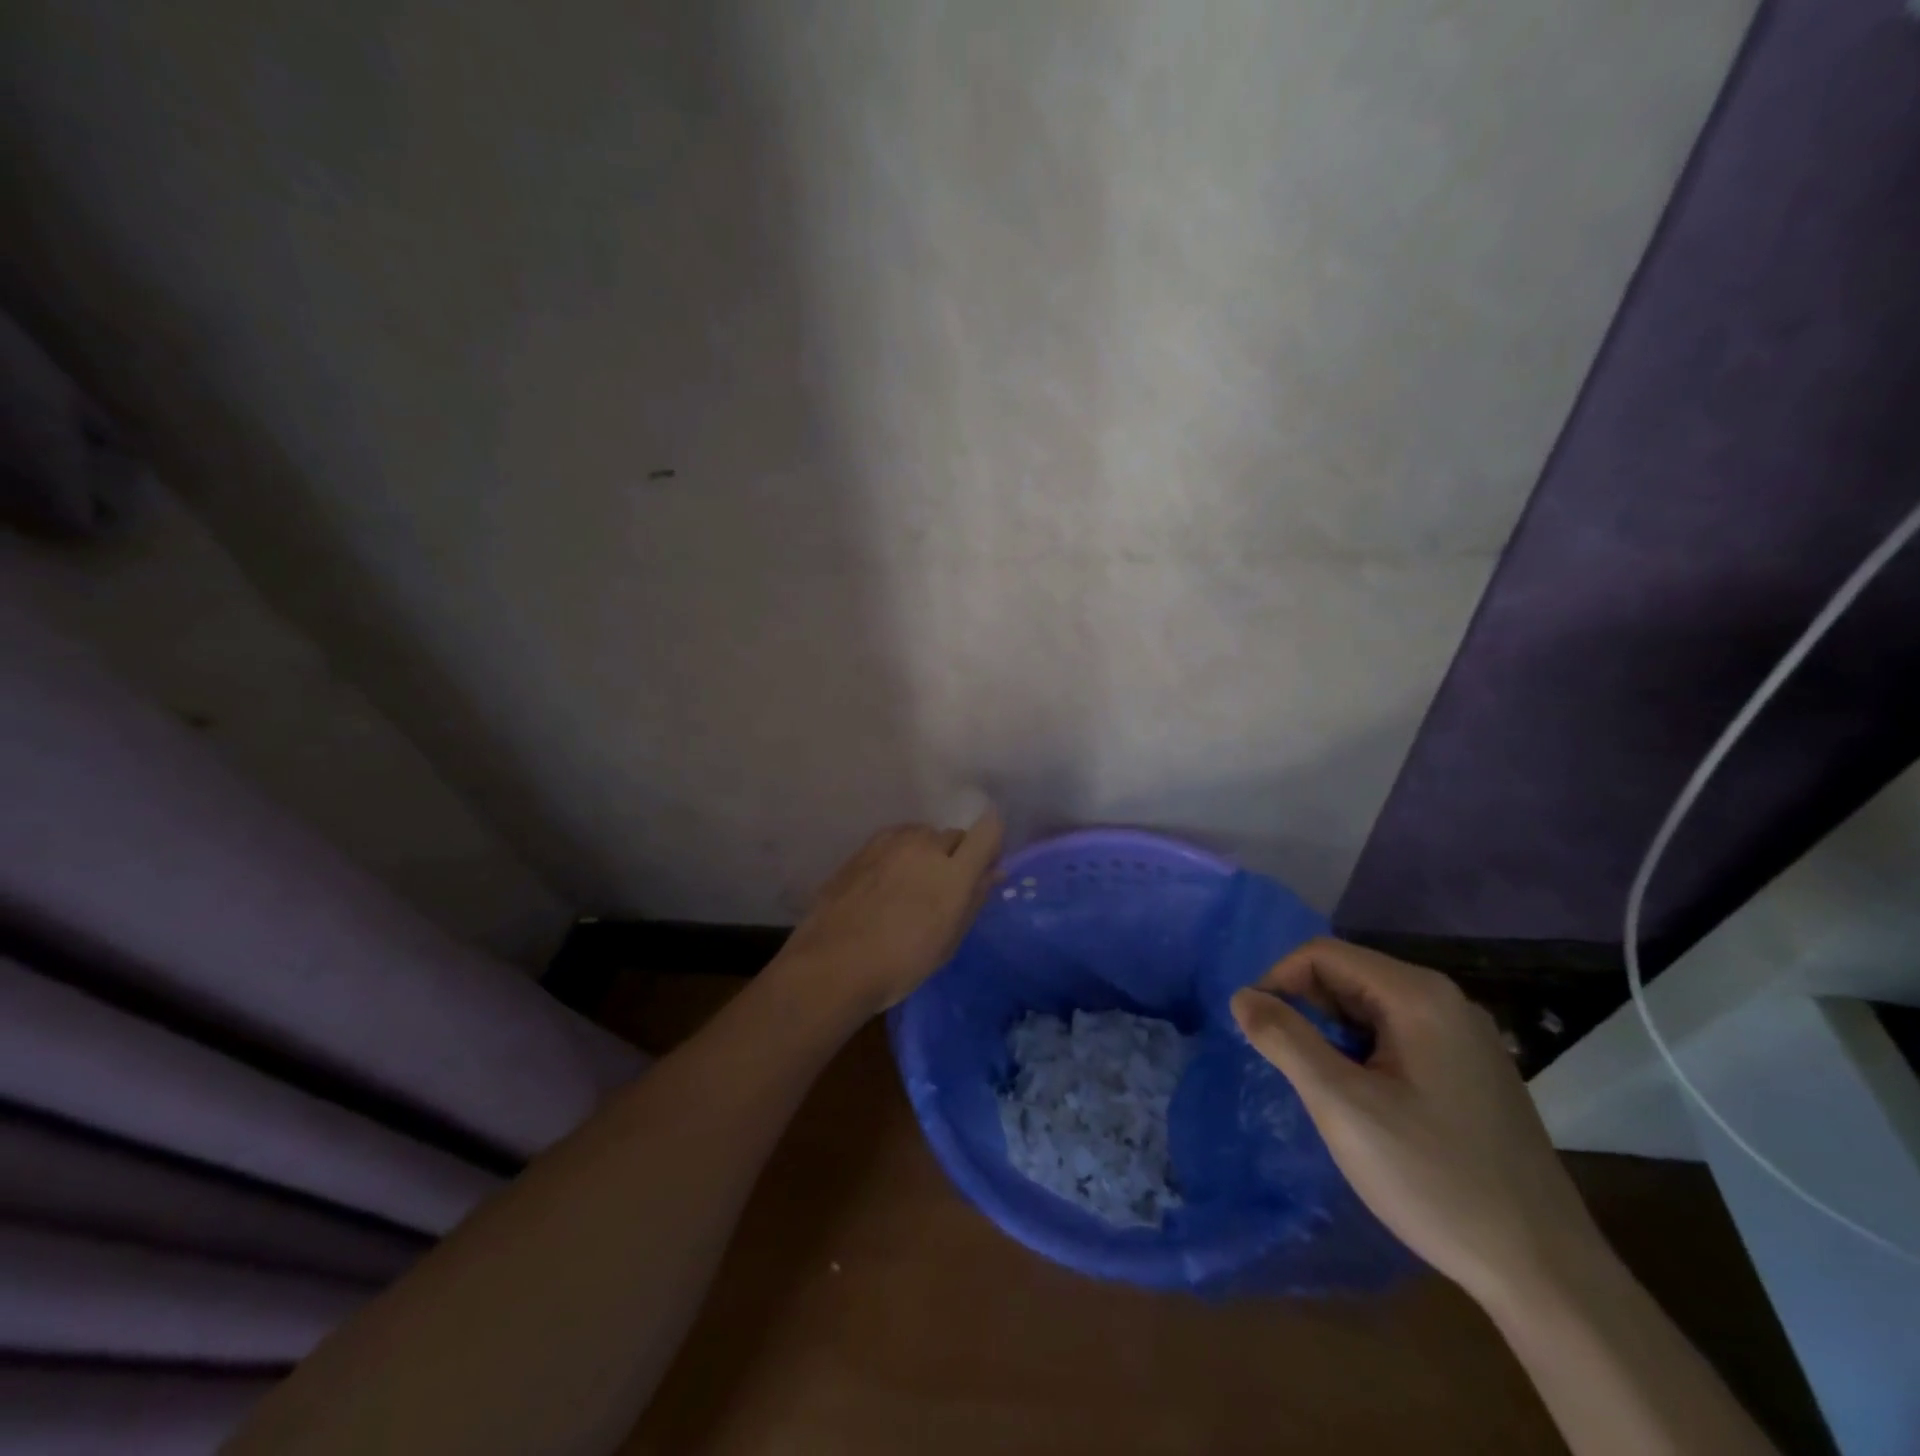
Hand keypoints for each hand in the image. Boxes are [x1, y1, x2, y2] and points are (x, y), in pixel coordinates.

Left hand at [774, 809, 1004, 1016]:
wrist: (833, 964)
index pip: (988, 830)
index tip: (986, 865)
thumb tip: (994, 873)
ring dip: (927, 851)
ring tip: (912, 884)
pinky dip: (900, 853)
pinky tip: (886, 881)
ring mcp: (891, 843)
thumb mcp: (948, 941)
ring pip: (922, 834)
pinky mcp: (864, 847)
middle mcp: (925, 846)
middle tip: (945, 887)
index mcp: (953, 871)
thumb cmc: (901, 964)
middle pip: (954, 835)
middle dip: (958, 854)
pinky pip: (895, 839)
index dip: (992, 842)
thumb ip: (974, 899)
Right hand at [1230, 938, 1606, 1308]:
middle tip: (1288, 1064)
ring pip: (1371, 1006)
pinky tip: (1364, 1099)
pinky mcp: (1472, 1069)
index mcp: (1418, 996)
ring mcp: (1465, 1036)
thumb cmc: (1434, 1179)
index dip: (1278, 981)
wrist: (1545, 1272)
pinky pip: (1398, 1034)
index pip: (1323, 954)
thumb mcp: (1343, 1106)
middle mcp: (1446, 1001)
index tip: (1256, 1030)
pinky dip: (1364, 1051)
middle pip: (1349, 975)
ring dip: (1332, 1032)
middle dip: (1305, 1008)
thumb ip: (1285, 1040)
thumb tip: (1241, 996)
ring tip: (1322, 1085)